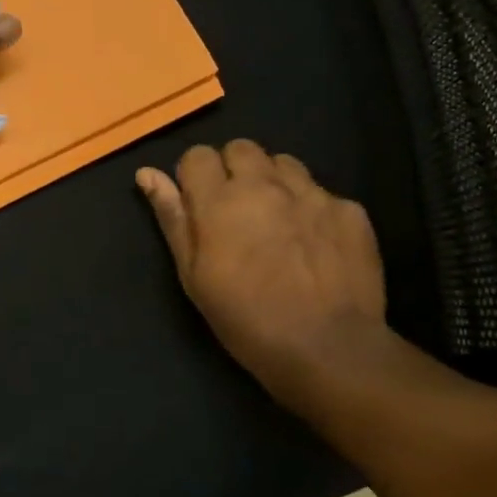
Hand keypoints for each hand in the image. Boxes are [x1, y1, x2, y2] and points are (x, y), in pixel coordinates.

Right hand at [137, 140, 387, 414]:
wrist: (329, 349)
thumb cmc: (247, 320)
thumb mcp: (194, 276)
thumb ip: (173, 218)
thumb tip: (147, 174)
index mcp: (220, 200)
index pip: (197, 155)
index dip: (195, 177)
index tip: (200, 207)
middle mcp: (265, 184)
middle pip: (241, 148)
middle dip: (234, 170)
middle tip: (237, 212)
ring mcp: (312, 193)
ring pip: (284, 163)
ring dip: (273, 182)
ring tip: (277, 222)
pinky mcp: (350, 209)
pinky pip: (322, 193)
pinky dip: (312, 209)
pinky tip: (315, 245)